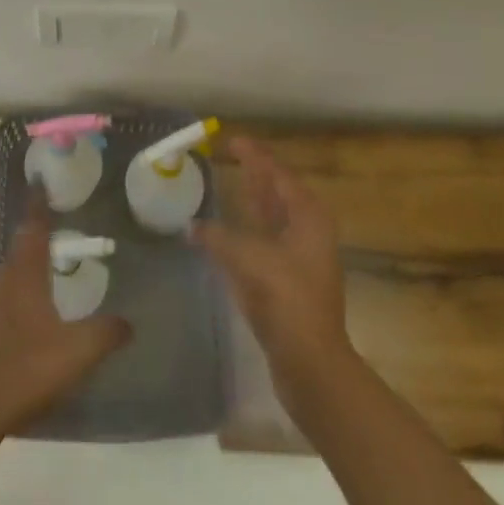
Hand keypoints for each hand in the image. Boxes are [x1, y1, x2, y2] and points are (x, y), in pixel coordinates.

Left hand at [0, 196, 131, 440]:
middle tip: (58, 220)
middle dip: (38, 230)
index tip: (41, 179)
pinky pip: (8, 296)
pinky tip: (36, 311)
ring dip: (30, 260)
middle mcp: (4, 281)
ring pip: (13, 271)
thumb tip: (130, 322)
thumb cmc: (22, 371)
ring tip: (52, 262)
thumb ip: (105, 334)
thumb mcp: (76, 353)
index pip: (33, 226)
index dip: (39, 202)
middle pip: (21, 245)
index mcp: (25, 274)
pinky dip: (24, 288)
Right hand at [192, 136, 351, 403]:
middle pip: (277, 193)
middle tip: (228, 155)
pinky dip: (245, 232)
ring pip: (272, 219)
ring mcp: (300, 259)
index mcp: (307, 216)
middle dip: (254, 174)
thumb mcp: (248, 258)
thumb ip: (217, 237)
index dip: (254, 155)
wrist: (311, 364)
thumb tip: (192, 227)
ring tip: (226, 186)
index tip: (232, 140)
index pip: (278, 173)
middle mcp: (308, 231)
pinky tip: (224, 234)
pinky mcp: (288, 283)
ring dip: (250, 202)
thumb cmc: (286, 300)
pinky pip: (264, 243)